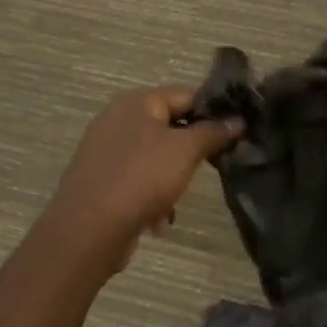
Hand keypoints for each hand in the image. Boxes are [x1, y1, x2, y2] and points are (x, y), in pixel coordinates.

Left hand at [36, 86, 242, 283]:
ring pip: (156, 157)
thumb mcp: (186, 150)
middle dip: (192, 150)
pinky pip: (138, 180)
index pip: (187, 95)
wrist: (87, 231)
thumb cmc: (141, 178)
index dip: (214, 112)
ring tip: (177, 200)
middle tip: (213, 166)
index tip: (237, 132)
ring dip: (173, 178)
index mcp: (136, 102)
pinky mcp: (101, 180)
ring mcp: (106, 150)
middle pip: (170, 126)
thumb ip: (214, 131)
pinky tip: (158, 220)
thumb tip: (238, 120)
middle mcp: (117, 119)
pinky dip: (152, 196)